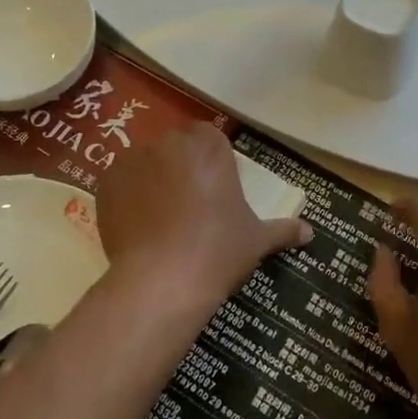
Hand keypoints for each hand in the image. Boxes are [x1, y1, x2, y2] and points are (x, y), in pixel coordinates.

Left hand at [94, 125, 310, 304]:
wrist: (163, 280)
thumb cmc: (218, 251)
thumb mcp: (256, 241)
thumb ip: (282, 230)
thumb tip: (310, 232)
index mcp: (209, 147)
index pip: (209, 139)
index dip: (211, 162)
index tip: (213, 190)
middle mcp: (170, 142)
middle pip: (176, 147)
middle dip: (181, 167)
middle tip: (187, 205)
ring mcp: (134, 159)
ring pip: (147, 162)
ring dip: (152, 179)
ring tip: (158, 218)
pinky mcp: (107, 181)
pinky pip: (119, 181)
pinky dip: (126, 196)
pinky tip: (135, 224)